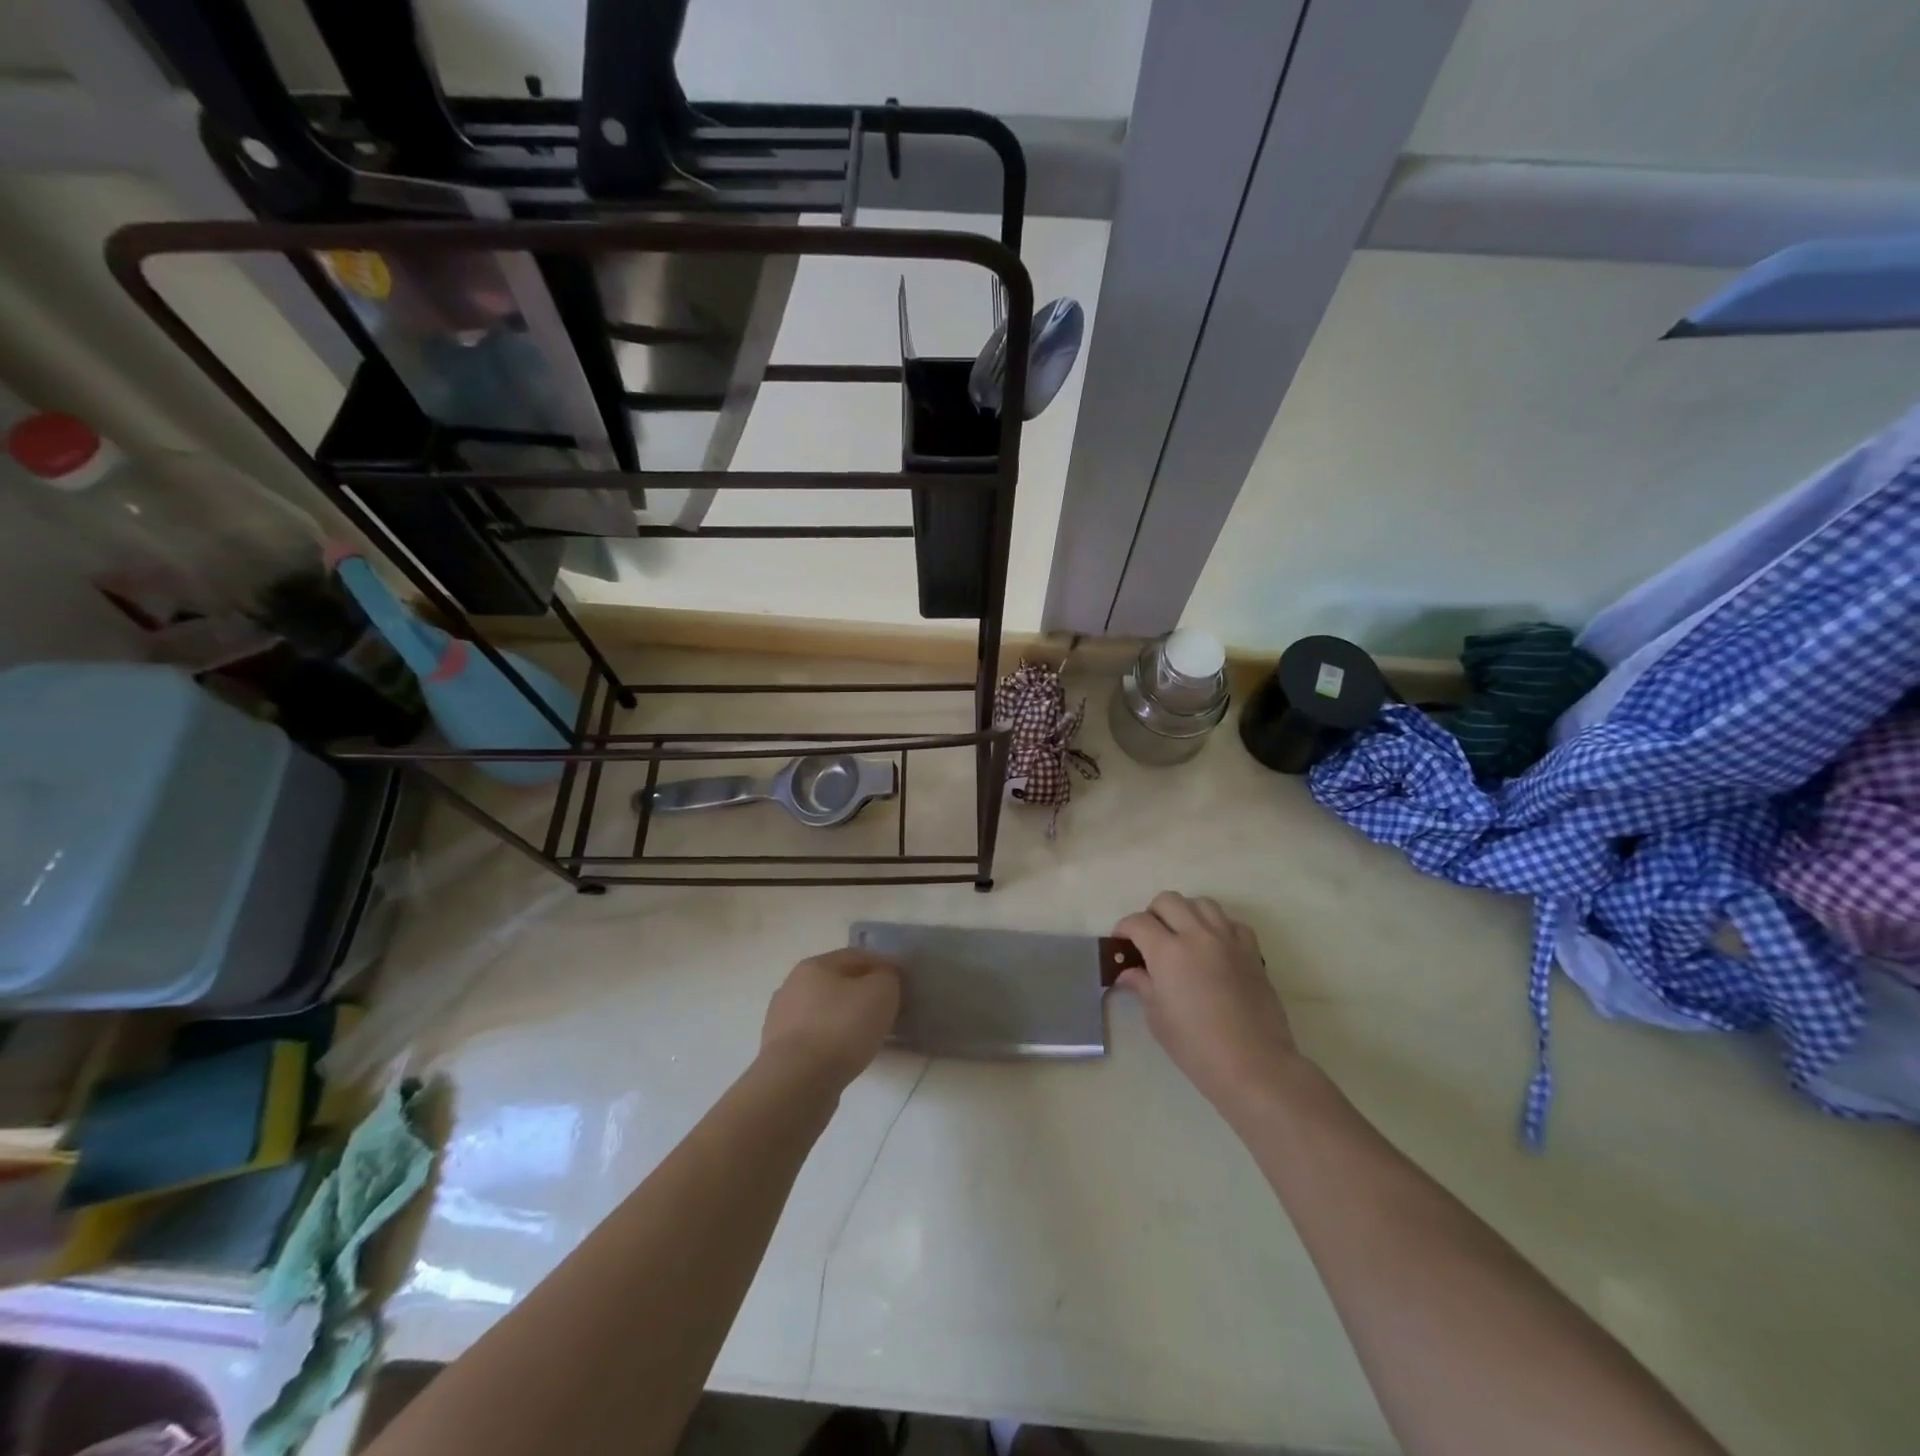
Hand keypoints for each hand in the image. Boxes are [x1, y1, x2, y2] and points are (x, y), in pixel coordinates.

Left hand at [761, 948, 901, 1091]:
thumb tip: (883, 979)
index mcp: (814, 965)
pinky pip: (816, 1039)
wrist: (798, 1083)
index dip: (884, 965)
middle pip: (838, 983)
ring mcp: (782, 1021)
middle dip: (863, 992)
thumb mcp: (881, 992)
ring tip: (870, 1036)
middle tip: (888, 1009)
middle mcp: (792, 986)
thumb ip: (887, 977)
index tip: (904, 983)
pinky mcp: (780, 1053)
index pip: (857, 956)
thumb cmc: (842, 1027)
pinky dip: (833, 1042)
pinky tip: (848, 1055)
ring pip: (825, 1012)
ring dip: (847, 1019)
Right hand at [1113, 892, 1304, 1117]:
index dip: (1124, 929)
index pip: (1138, 922)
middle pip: (1168, 901)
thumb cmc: (1196, 1046)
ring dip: (1185, 913)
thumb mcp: (1157, 1017)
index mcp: (1168, 951)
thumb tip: (1129, 972)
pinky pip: (1231, 922)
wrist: (1253, 1064)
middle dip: (1152, 914)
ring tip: (1182, 936)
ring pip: (1202, 903)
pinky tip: (1213, 948)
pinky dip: (1217, 927)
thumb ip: (1142, 985)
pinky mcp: (1252, 951)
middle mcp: (1197, 935)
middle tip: (1149, 938)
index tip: (1121, 943)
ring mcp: (1228, 940)